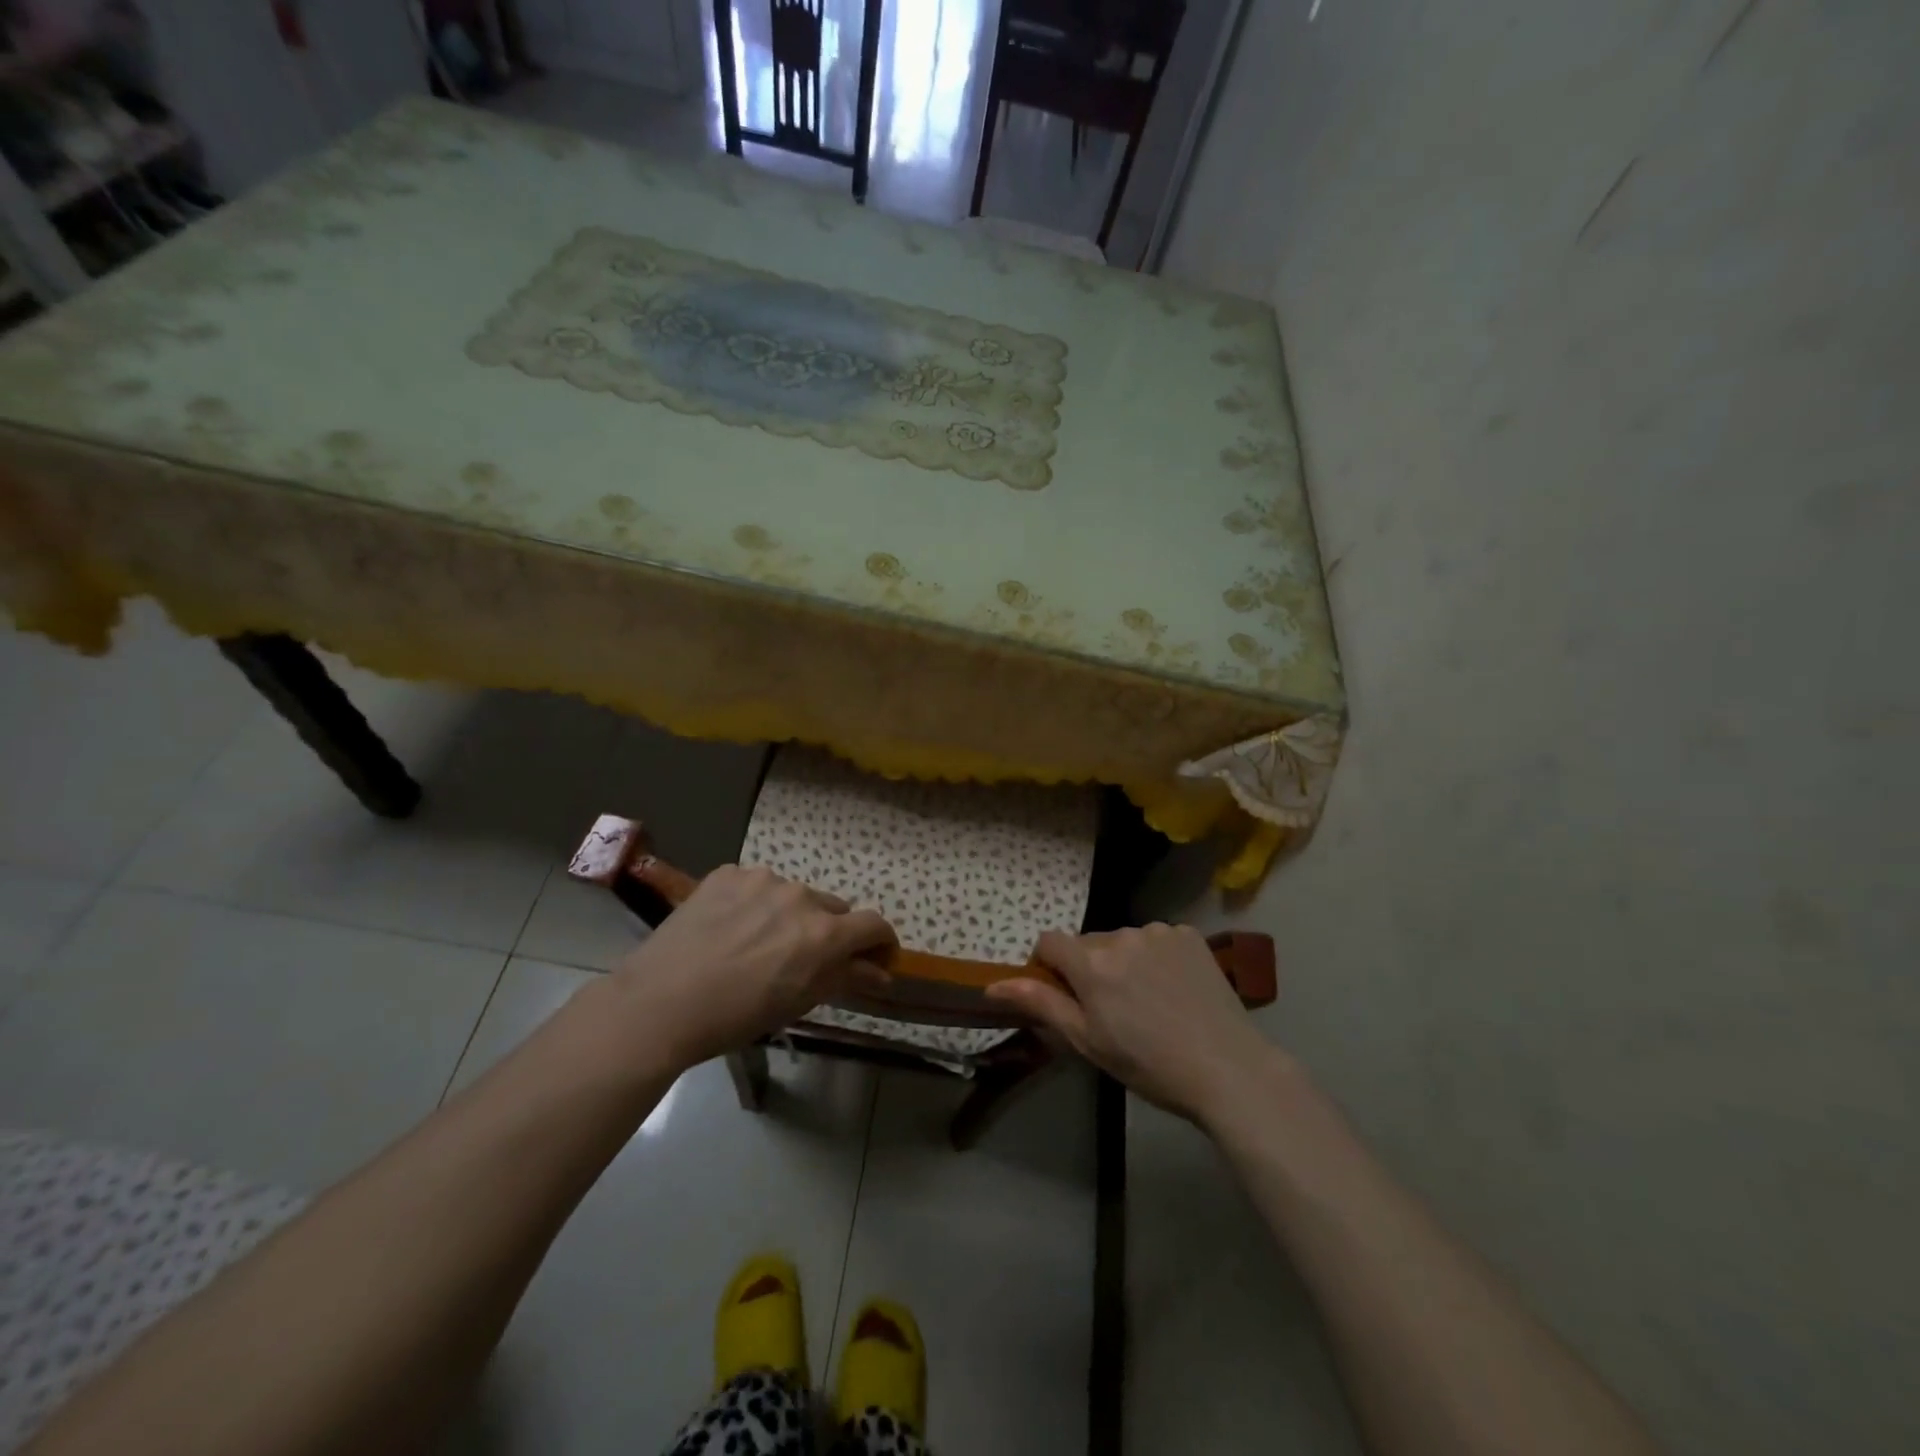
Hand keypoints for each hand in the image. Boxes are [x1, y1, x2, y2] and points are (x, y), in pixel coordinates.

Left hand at [608, 865, 895, 1069]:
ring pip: (793, 895)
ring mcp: (761, 879)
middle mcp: (800, 896)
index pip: (873, 924)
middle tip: (802, 958)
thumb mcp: (798, 1003)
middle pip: (832, 908)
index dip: (879, 941)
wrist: (660, 1003)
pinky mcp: (728, 873)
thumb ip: (846, 979)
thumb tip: (882, 973)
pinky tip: (729, 928)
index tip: (874, 956)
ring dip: (789, 914)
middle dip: (829, 931)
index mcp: (823, 933)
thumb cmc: (736, 1016)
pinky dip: (753, 903)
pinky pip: (755, 885)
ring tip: (756, 943)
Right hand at [985, 924, 1282, 1123]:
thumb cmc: (1149, 1064)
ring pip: (1123, 941)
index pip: (1049, 942)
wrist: (1228, 1068)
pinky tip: (1174, 990)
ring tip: (1148, 1003)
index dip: (1049, 967)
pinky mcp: (1189, 934)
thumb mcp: (1087, 1041)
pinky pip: (1156, 940)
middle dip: (1089, 969)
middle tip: (1112, 1011)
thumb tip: (992, 985)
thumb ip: (1040, 1004)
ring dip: (1123, 962)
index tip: (1064, 997)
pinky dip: (1155, 958)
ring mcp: (1159, 931)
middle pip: (1088, 944)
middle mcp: (1121, 935)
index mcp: (1091, 962)